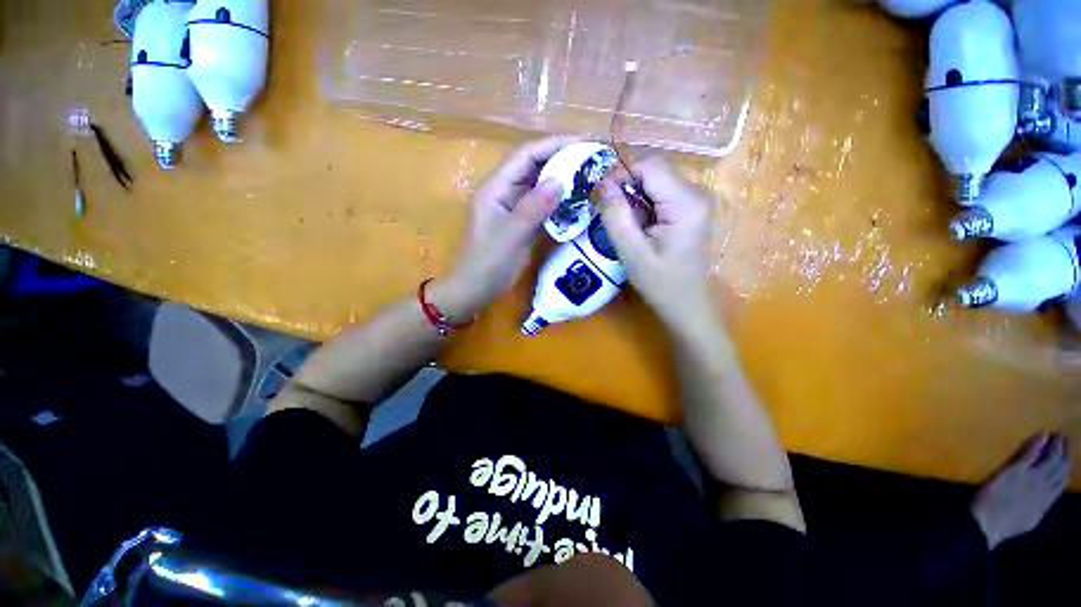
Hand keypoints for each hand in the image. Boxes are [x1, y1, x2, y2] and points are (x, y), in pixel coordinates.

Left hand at [431, 136, 582, 321]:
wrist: (477, 289)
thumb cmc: (488, 263)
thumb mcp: (510, 235)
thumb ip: (533, 208)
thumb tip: (560, 181)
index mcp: (497, 188)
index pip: (526, 156)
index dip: (554, 145)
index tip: (583, 143)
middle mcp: (507, 193)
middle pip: (536, 167)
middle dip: (563, 160)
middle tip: (593, 159)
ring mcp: (516, 209)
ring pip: (542, 187)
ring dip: (564, 182)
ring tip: (591, 177)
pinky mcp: (525, 224)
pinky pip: (545, 207)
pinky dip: (561, 204)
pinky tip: (579, 204)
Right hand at [598, 157, 716, 332]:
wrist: (687, 305)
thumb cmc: (661, 283)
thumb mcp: (632, 252)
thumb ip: (616, 216)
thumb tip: (601, 184)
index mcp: (685, 202)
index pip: (650, 166)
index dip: (621, 175)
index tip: (601, 198)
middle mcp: (695, 193)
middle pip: (653, 172)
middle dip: (626, 189)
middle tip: (608, 214)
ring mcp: (694, 202)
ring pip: (654, 183)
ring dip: (633, 199)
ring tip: (623, 226)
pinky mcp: (689, 211)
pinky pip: (660, 196)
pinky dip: (642, 207)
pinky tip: (637, 229)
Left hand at [970, 433, 1070, 549]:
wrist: (987, 523)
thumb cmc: (1002, 525)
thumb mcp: (1028, 520)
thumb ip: (1038, 508)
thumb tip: (1044, 501)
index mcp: (1046, 503)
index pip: (1061, 483)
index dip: (1066, 469)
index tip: (1069, 459)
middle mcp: (1044, 489)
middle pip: (1060, 469)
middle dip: (1064, 454)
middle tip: (1066, 440)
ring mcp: (1032, 479)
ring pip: (1050, 459)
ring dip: (1055, 446)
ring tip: (1058, 436)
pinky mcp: (1017, 470)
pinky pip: (1031, 454)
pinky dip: (1038, 443)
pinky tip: (1043, 434)